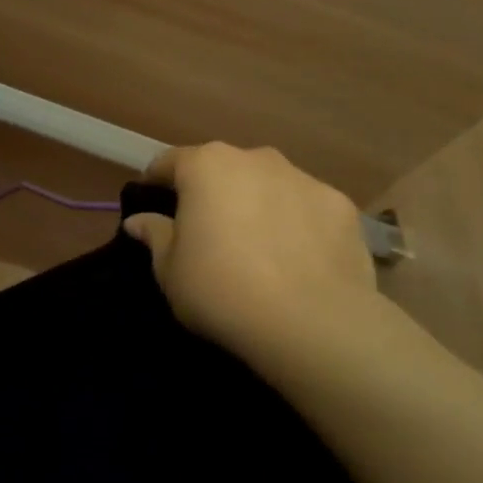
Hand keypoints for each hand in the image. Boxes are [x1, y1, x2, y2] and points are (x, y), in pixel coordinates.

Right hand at [124, 143, 380, 373]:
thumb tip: (139, 220)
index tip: (152, 205)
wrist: (311, 323)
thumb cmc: (220, 289)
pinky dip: (296, 225)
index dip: (156, 183)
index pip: (170, 162)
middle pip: (223, 169)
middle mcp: (256, 159)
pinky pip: (306, 210)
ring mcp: (304, 179)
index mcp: (206, 166)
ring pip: (268, 186)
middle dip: (212, 193)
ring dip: (256, 206)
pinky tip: (296, 261)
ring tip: (256, 249)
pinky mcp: (342, 207)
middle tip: (206, 233)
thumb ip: (155, 236)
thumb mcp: (169, 269)